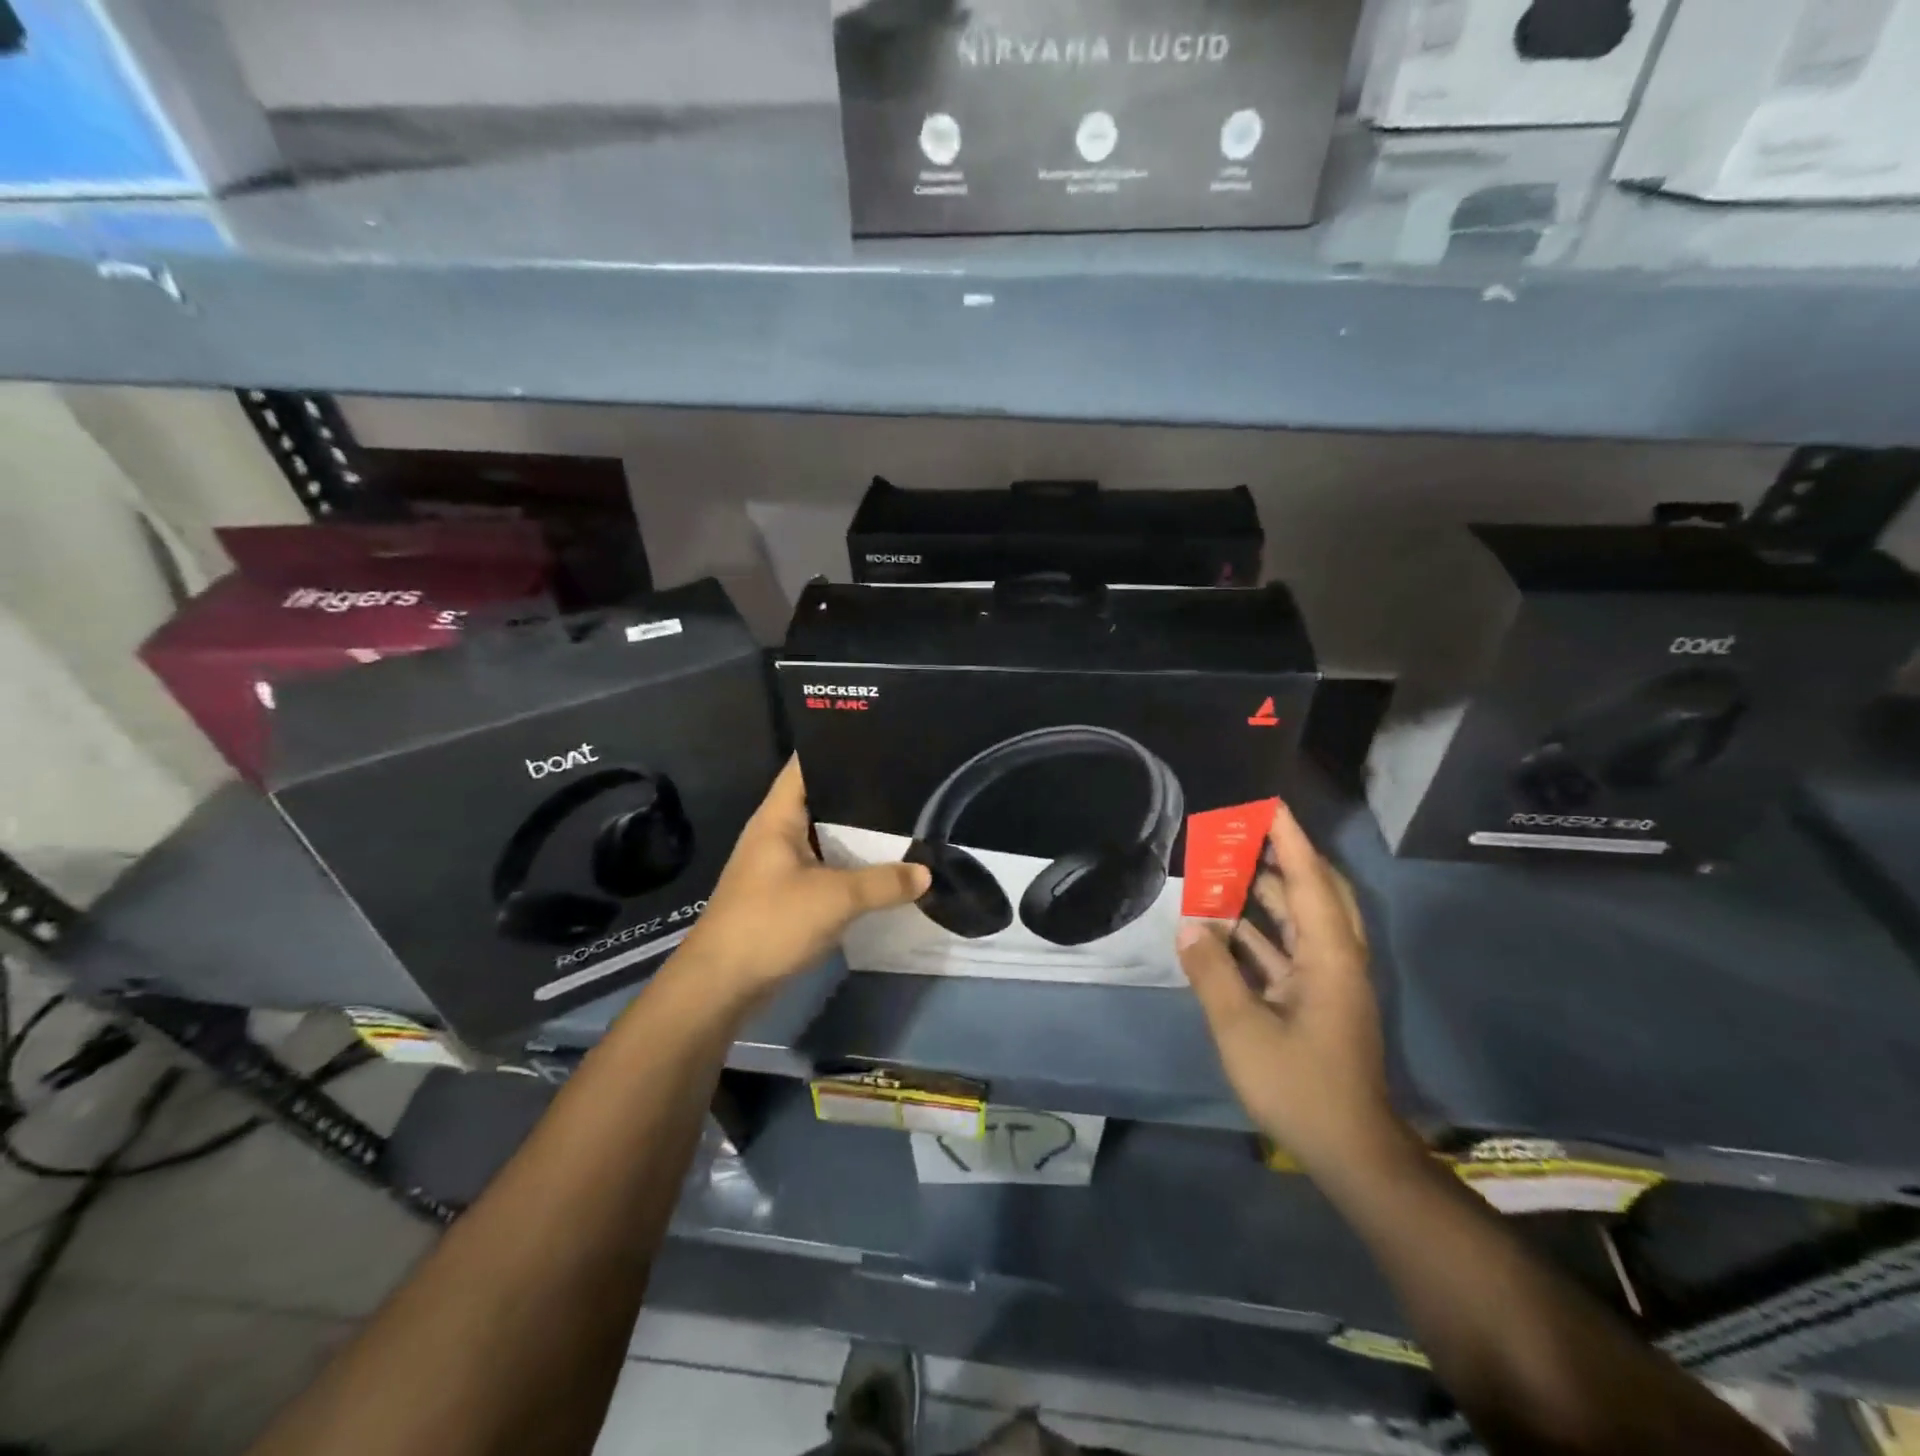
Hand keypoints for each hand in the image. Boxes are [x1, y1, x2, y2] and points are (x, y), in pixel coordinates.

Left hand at [678, 757, 930, 999]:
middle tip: (905, 780)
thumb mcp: (835, 898)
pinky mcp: (785, 895)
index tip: (878, 738)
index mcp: (777, 818)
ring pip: (824, 837)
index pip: (805, 765)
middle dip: (859, 792)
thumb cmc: (770, 922)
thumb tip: (927, 873)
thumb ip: (884, 883)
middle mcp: (776, 834)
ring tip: (904, 817)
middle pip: (821, 800)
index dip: (836, 746)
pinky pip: (824, 868)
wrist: (722, 985)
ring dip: (857, 833)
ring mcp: (779, 865)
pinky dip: (849, 866)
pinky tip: (882, 867)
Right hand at [1177, 801, 1396, 1174]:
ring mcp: (1327, 982)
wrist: (1349, 1151)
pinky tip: (1223, 926)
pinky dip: (1257, 933)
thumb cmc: (1300, 1086)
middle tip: (1244, 831)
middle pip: (1314, 893)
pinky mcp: (1315, 1002)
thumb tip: (1188, 926)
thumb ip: (1213, 973)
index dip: (1291, 841)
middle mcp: (1334, 960)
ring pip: (1299, 922)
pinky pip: (1286, 951)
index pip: (1311, 883)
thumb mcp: (1243, 1029)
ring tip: (1226, 867)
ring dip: (1266, 895)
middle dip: (1281, 858)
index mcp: (1329, 958)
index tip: (1270, 804)